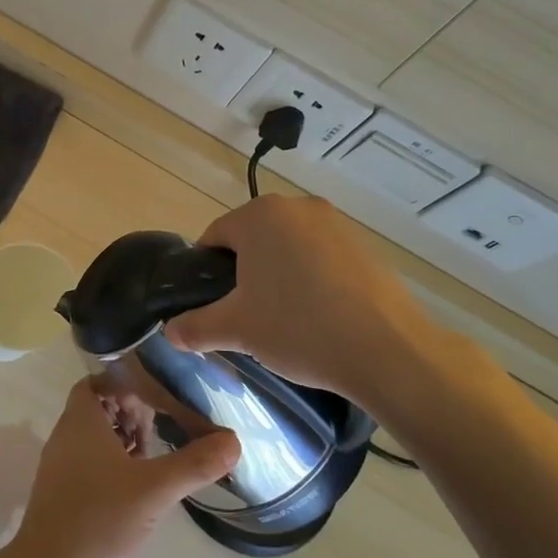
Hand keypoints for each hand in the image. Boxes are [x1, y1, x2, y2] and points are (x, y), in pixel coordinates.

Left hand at [12, 380, 239, 557]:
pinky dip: (115, 467)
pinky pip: (91, 465)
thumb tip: (234, 440)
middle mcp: (66, 436)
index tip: (158, 398)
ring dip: (125, 442)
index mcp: (80, 421)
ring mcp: (61, 467)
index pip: (98, 382)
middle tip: (162, 429)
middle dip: (131, 414)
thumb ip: (194, 463)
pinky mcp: (63, 495)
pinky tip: (139, 490)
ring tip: (156, 459)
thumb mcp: (154, 490)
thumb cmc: (99, 521)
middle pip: (100, 409)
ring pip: (96, 439)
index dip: (126, 384)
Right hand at [164, 195, 479, 425]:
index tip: (214, 307)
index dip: (206, 274)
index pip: (214, 237)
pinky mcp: (364, 245)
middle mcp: (296, 207)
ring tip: (286, 320)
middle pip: (253, 240)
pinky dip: (313, 280)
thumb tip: (169, 332)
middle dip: (245, 274)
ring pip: (288, 248)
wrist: (388, 350)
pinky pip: (321, 257)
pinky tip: (320, 316)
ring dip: (279, 276)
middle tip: (247, 316)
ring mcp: (335, 223)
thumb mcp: (236, 330)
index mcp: (259, 216)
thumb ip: (195, 327)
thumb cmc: (299, 328)